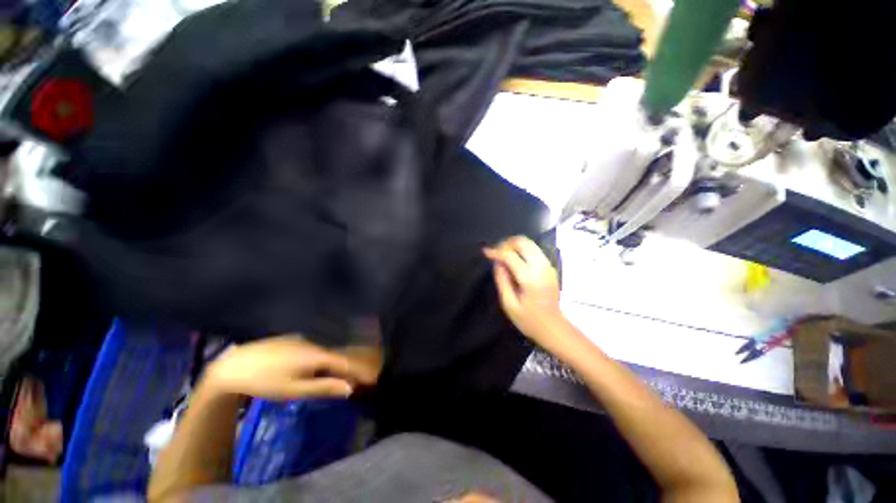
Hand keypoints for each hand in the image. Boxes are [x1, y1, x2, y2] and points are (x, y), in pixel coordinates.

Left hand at [203, 336, 380, 399]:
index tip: (374, 379)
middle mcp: (317, 342)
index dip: (361, 370)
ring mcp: (308, 338)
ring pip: (334, 347)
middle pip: (344, 351)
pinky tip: (333, 359)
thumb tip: (349, 388)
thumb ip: (324, 387)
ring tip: (355, 368)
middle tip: (370, 371)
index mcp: (318, 355)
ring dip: (347, 356)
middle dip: (359, 361)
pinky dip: (334, 352)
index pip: (347, 362)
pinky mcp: (299, 338)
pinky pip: (324, 344)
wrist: (237, 366)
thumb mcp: (295, 389)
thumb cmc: (267, 381)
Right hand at [483, 236, 564, 344]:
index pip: (510, 255)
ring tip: (503, 255)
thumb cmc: (529, 320)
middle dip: (506, 243)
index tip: (485, 252)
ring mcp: (548, 265)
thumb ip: (502, 280)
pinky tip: (514, 259)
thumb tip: (496, 262)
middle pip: (523, 242)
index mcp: (530, 278)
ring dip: (514, 245)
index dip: (496, 251)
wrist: (554, 327)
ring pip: (530, 243)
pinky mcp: (550, 266)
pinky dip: (522, 249)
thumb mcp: (509, 304)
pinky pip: (534, 250)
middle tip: (495, 253)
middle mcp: (541, 267)